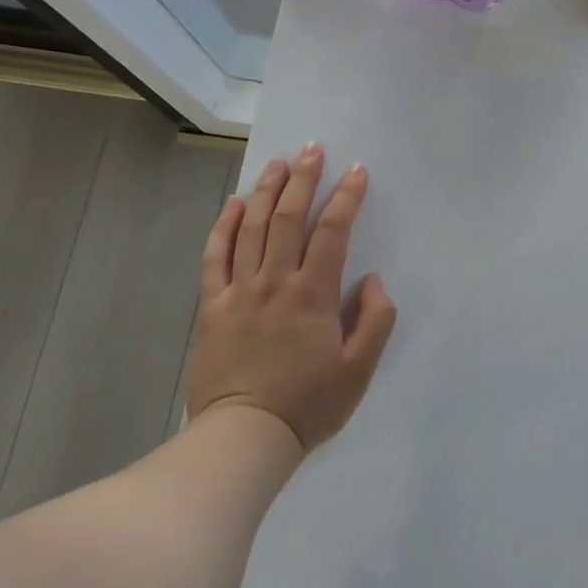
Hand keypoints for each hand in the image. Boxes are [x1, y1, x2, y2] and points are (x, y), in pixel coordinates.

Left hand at [185, 144, 396, 451]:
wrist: (244, 438)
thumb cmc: (308, 403)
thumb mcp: (359, 369)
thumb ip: (375, 319)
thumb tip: (371, 279)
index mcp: (313, 294)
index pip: (333, 232)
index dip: (346, 197)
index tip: (357, 171)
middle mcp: (275, 282)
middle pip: (288, 218)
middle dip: (302, 179)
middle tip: (312, 149)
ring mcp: (239, 291)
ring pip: (251, 228)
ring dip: (265, 191)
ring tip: (277, 163)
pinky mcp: (212, 306)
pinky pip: (215, 257)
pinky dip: (223, 227)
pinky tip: (232, 204)